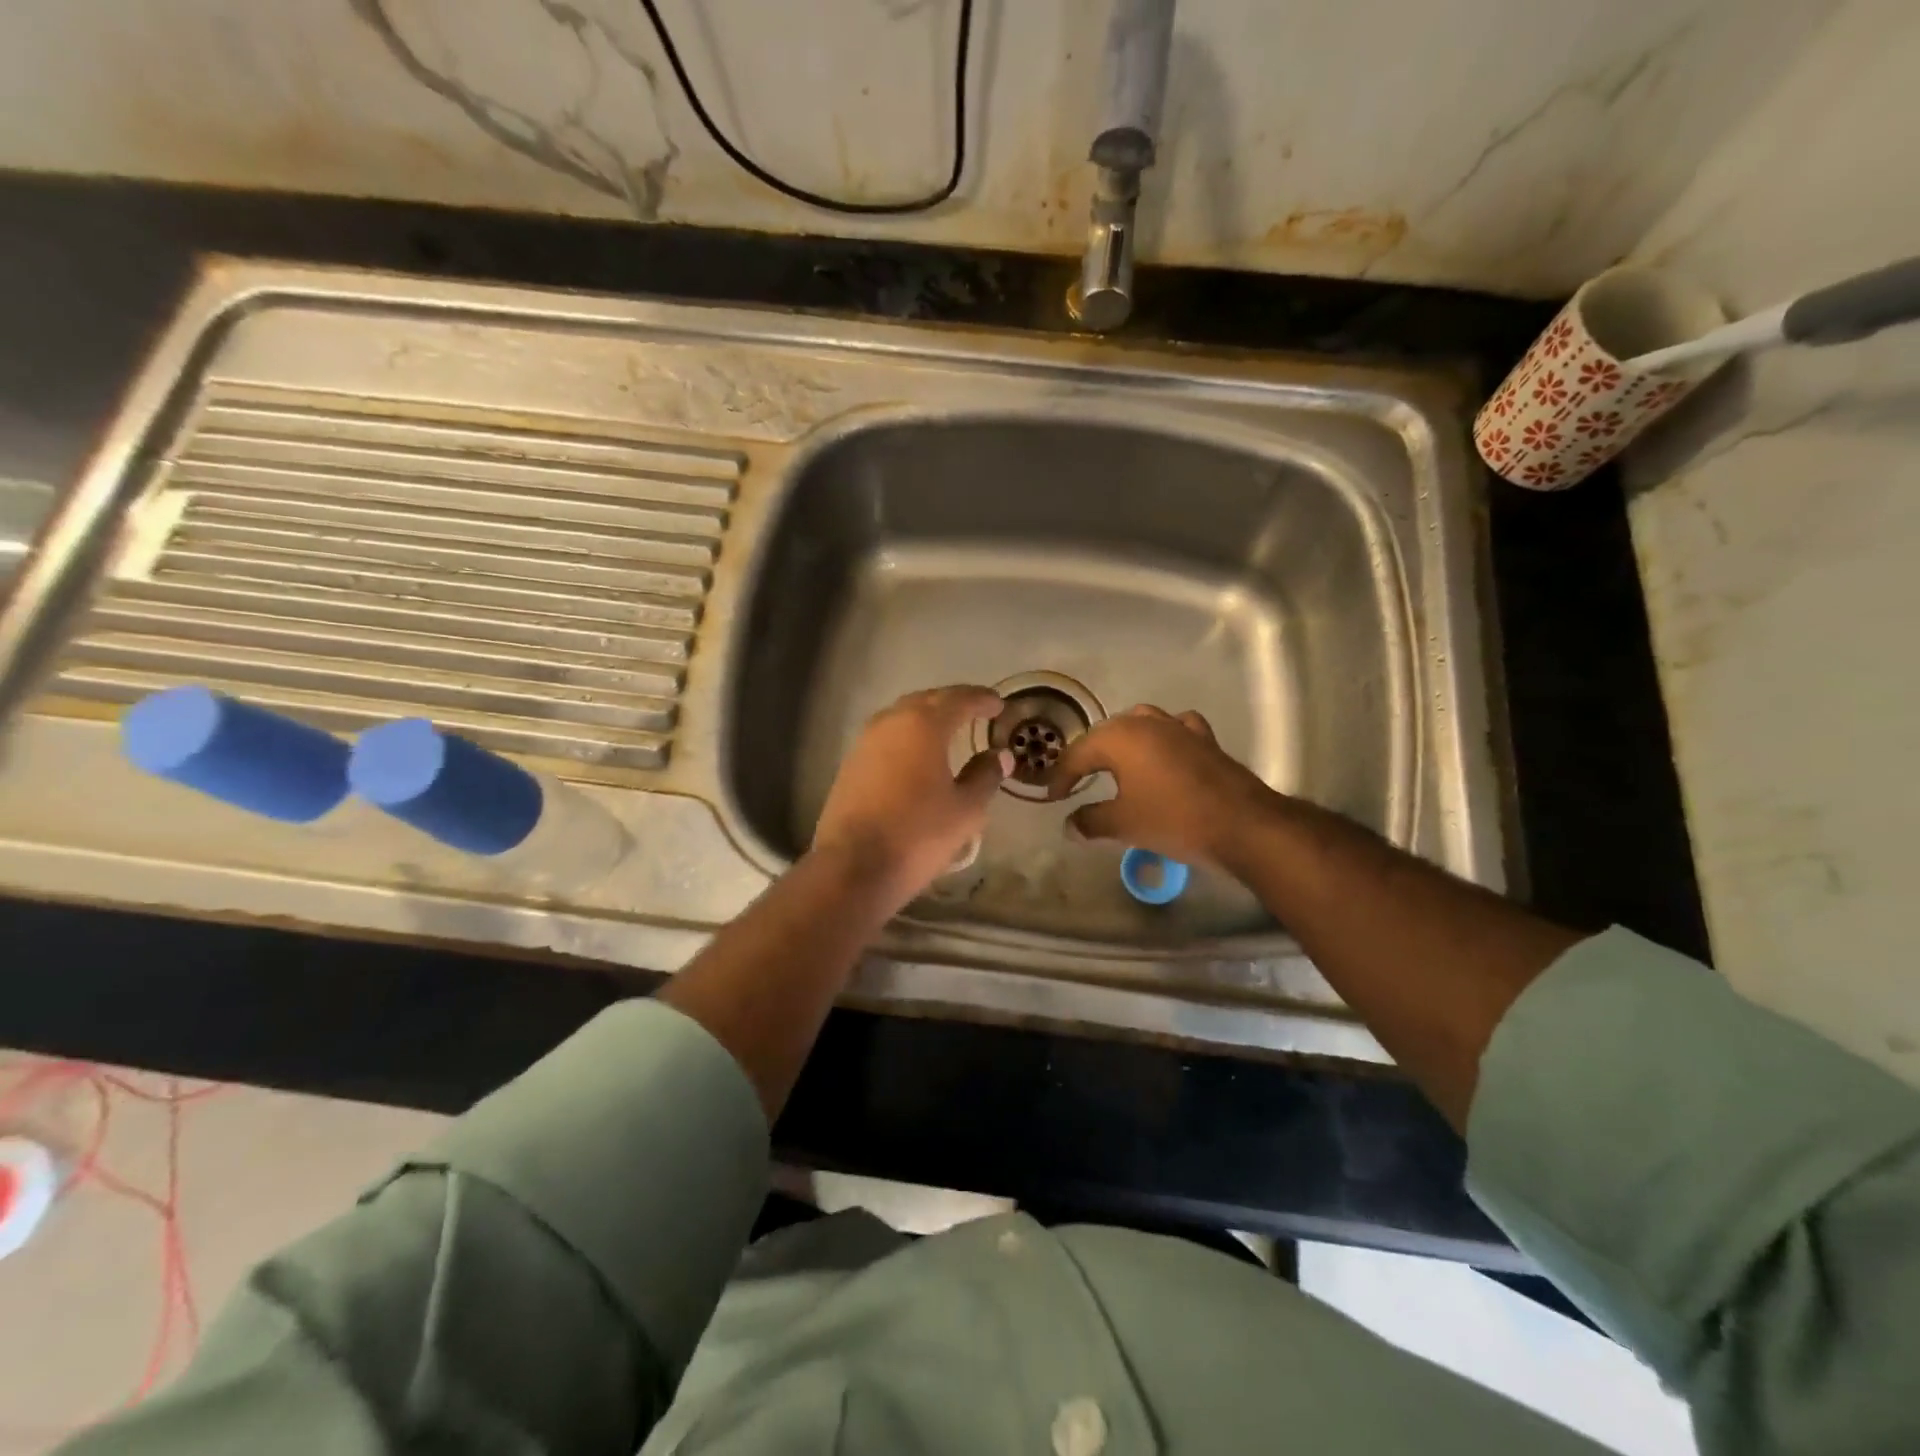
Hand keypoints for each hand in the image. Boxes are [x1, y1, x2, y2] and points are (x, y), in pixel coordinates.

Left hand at [812, 686, 1010, 910]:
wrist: (852, 867)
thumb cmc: (918, 834)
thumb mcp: (965, 809)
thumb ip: (985, 776)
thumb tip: (999, 755)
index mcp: (924, 725)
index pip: (959, 699)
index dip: (982, 699)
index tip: (999, 705)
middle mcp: (891, 722)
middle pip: (927, 700)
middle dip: (953, 702)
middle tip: (976, 711)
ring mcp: (866, 741)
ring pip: (902, 716)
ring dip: (927, 717)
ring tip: (949, 730)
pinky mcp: (851, 763)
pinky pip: (887, 736)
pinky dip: (908, 736)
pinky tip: (918, 754)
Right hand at [1046, 705, 1278, 868]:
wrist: (1241, 824)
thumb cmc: (1173, 819)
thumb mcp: (1123, 825)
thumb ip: (1090, 821)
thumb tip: (1069, 825)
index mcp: (1119, 738)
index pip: (1077, 753)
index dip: (1061, 776)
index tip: (1053, 797)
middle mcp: (1146, 723)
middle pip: (1105, 734)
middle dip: (1087, 756)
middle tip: (1075, 780)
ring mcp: (1178, 727)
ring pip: (1139, 723)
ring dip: (1122, 741)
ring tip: (1114, 762)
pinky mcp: (1204, 739)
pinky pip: (1174, 729)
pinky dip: (1162, 737)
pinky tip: (1162, 751)